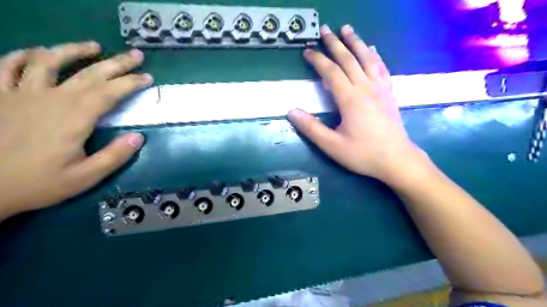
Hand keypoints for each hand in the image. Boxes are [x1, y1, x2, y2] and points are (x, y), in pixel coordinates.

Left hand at [0, 42, 151, 218]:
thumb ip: (114, 156)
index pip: (110, 93)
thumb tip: (139, 137)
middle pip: (89, 74)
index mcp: (74, 118)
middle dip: (117, 63)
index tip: (147, 78)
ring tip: (93, 46)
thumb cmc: (39, 183)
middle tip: (136, 55)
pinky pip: (8, 67)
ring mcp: (21, 94)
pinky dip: (24, 55)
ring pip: (49, 61)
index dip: (131, 83)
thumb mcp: (85, 177)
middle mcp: (51, 99)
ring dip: (74, 50)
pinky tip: (38, 52)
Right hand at [288, 26, 424, 183]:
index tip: (307, 51)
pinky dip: (375, 56)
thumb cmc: (363, 154)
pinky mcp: (389, 94)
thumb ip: (311, 128)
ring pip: (367, 58)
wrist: (397, 160)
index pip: (331, 72)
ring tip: (348, 30)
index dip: (318, 60)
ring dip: (356, 42)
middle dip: (335, 43)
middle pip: (349, 59)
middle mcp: (366, 88)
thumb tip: (291, 111)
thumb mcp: (332, 145)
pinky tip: (372, 49)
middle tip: (325, 29)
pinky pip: (382, 68)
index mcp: (350, 99)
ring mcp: (380, 89)